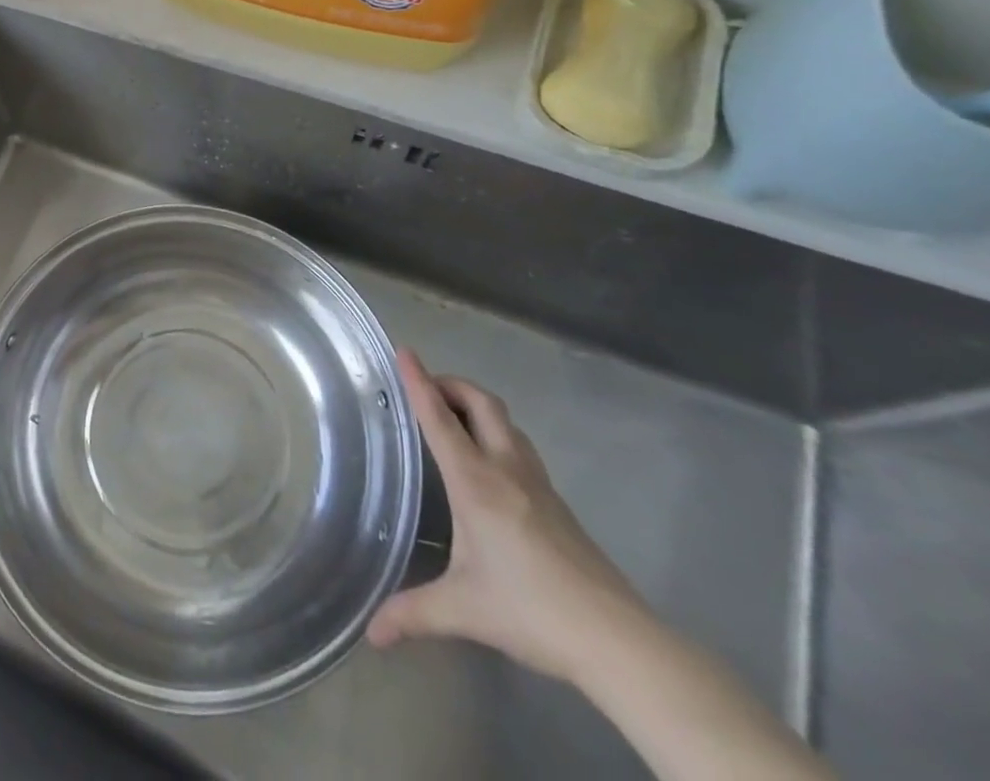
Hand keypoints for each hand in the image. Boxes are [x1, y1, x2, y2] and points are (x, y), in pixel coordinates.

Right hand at [368, 350, 648, 685]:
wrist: (617, 640)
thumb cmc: (532, 611)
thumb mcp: (463, 610)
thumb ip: (412, 614)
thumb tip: (371, 633)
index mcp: (476, 482)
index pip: (440, 418)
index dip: (419, 381)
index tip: (404, 350)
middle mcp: (506, 469)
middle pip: (481, 403)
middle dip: (452, 383)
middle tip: (426, 388)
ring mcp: (537, 483)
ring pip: (506, 421)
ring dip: (477, 406)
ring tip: (453, 419)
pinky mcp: (557, 502)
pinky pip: (519, 446)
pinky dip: (495, 433)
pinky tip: (488, 465)